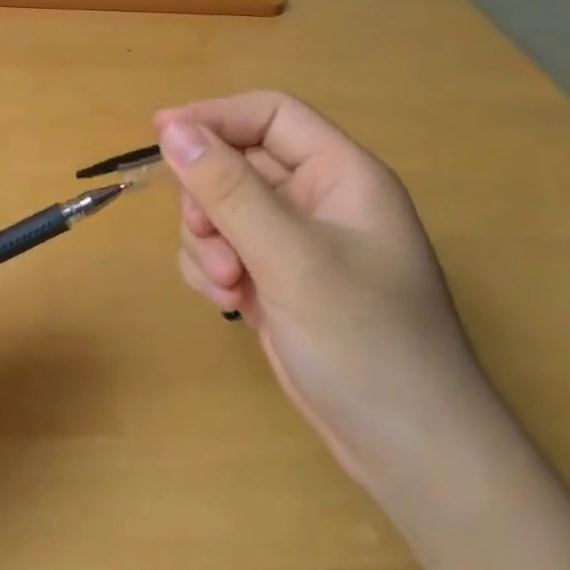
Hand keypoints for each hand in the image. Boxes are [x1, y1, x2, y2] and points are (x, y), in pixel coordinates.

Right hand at [156, 92, 502, 499]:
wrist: (409, 453)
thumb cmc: (365, 341)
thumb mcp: (290, 257)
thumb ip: (228, 189)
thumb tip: (171, 128)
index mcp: (341, 175)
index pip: (270, 116)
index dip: (215, 117)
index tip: (160, 134)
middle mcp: (318, 201)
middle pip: (237, 164)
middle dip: (210, 200)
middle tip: (207, 238)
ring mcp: (295, 245)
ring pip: (221, 210)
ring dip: (207, 242)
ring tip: (227, 287)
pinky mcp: (276, 282)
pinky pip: (223, 251)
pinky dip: (211, 271)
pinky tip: (228, 306)